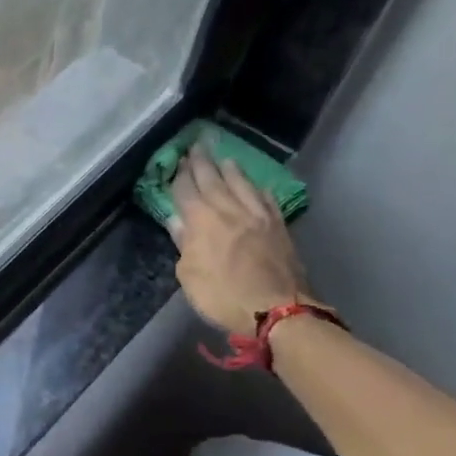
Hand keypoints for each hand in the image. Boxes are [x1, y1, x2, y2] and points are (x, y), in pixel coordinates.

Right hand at [171, 145, 313, 334]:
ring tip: (224, 159)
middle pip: (213, 179)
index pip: (186, 190)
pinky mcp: (278, 224)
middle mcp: (229, 209)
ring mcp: (258, 214)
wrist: (276, 308)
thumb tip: (177, 221)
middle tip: (196, 146)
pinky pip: (265, 198)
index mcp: (202, 221)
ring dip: (230, 169)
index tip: (176, 162)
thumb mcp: (190, 276)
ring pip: (241, 183)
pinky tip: (256, 186)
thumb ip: (184, 245)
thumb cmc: (223, 296)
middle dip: (202, 163)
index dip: (180, 176)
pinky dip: (256, 188)